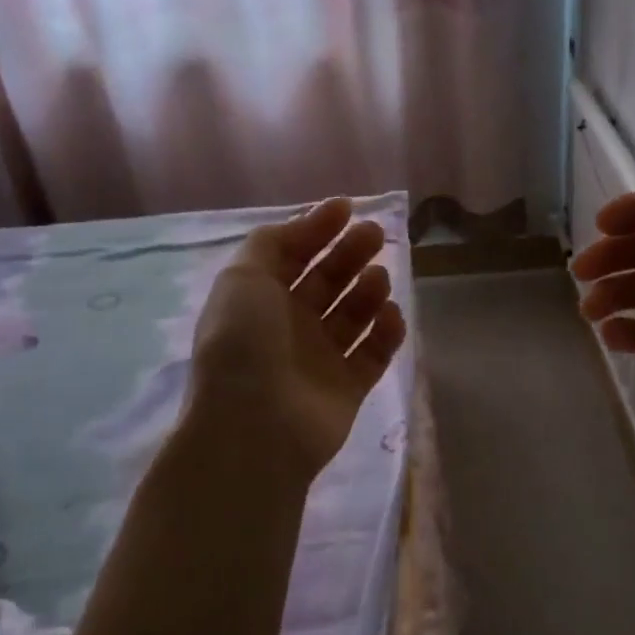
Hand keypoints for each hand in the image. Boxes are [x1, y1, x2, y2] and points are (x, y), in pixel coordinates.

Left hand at [185, 198, 407, 478]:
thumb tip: (306, 222)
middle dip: (349, 253)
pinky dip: (386, 332)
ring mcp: (320, 358)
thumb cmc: (245, 342)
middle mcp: (289, 325)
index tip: (348, 208)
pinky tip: (391, 314)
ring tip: (378, 277)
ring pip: (353, 314)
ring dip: (368, 290)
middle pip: (327, 280)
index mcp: (259, 299)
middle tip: (375, 234)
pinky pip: (373, 353)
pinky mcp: (348, 387)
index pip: (292, 254)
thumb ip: (271, 243)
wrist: (255, 426)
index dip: (317, 228)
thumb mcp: (243, 277)